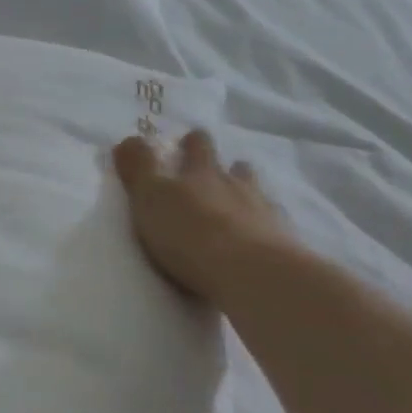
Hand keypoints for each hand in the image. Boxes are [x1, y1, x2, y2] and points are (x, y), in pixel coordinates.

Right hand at [113, 128, 305, 303]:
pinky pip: (275, 229)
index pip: (198, 146)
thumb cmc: (190, 233)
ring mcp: (264, 214)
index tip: (187, 141)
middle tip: (216, 172)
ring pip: (258, 195)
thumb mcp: (150, 197)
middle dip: (227, 166)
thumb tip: (128, 139)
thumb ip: (139, 168)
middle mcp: (237, 186)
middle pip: (237, 167)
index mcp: (202, 173)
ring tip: (240, 208)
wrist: (250, 273)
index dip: (193, 142)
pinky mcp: (283, 245)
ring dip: (248, 196)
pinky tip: (260, 242)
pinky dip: (266, 231)